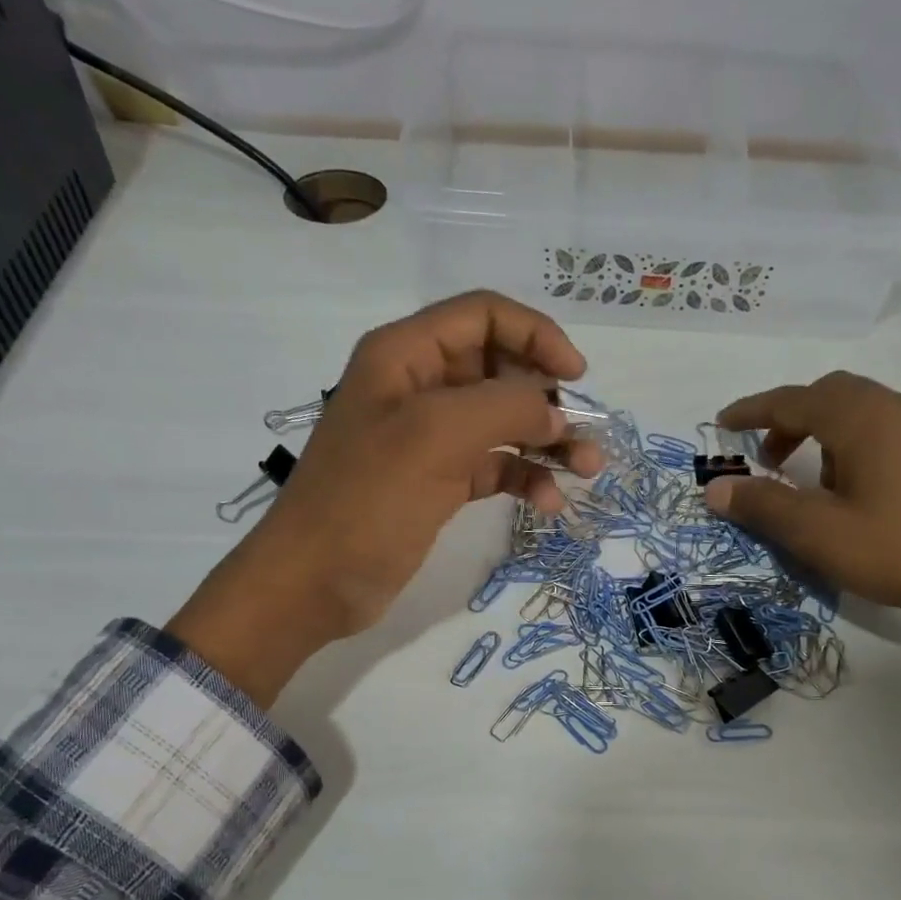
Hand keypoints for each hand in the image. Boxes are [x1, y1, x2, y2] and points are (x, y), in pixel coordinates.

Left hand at [169, 292, 601, 703]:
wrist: (314, 582)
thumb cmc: (366, 501)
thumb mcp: (435, 437)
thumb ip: (504, 409)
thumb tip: (554, 411)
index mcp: (406, 356)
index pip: (483, 317)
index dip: (535, 335)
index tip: (576, 375)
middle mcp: (419, 388)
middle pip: (500, 369)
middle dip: (548, 396)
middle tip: (584, 436)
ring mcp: (429, 439)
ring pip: (503, 422)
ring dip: (547, 441)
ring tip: (586, 470)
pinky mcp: (438, 483)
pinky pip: (494, 466)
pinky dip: (524, 477)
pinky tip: (549, 503)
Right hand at [703, 372, 900, 629]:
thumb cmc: (898, 548)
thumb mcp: (819, 534)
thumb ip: (764, 506)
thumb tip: (715, 487)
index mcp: (861, 419)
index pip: (793, 400)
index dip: (753, 411)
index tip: (723, 424)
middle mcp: (893, 409)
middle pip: (828, 395)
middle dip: (789, 420)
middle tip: (765, 458)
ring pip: (857, 411)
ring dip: (820, 433)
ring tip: (806, 481)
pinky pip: (882, 428)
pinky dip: (850, 444)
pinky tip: (850, 489)